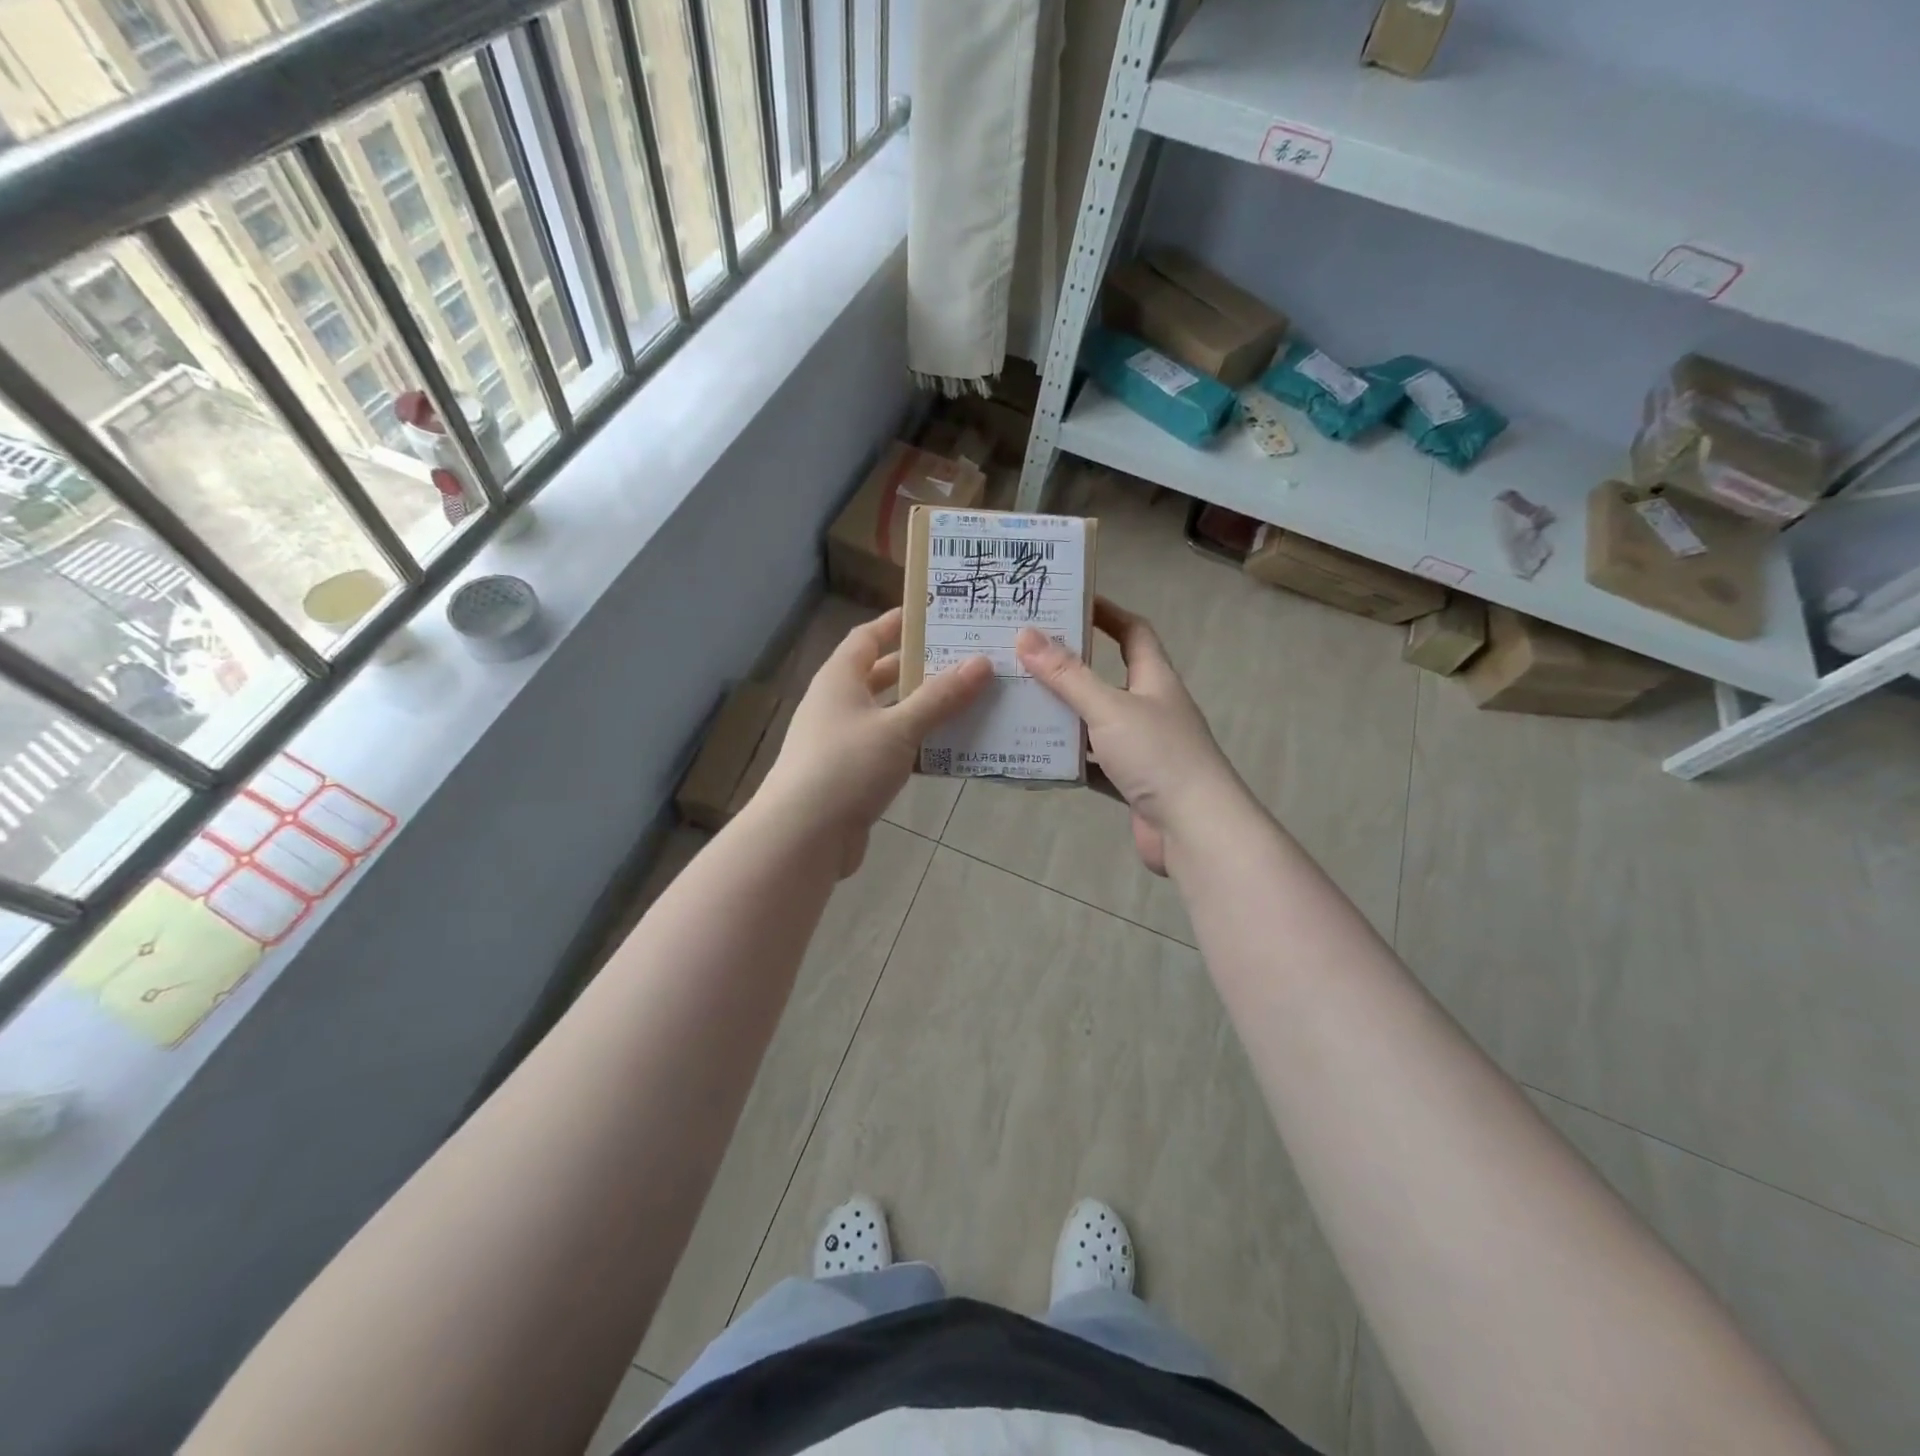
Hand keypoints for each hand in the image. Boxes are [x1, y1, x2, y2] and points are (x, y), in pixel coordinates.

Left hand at [759, 608, 991, 876]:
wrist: (803, 836)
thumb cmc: (847, 766)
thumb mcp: (898, 727)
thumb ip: (940, 697)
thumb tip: (981, 662)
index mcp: (839, 679)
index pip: (868, 637)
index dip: (897, 623)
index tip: (933, 615)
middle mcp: (837, 704)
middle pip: (880, 675)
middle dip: (919, 668)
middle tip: (964, 659)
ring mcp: (842, 742)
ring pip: (889, 715)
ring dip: (922, 709)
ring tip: (968, 700)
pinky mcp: (851, 776)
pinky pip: (890, 749)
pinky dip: (916, 745)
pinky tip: (949, 749)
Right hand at [1017, 598, 1242, 875]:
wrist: (1195, 829)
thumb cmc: (1158, 756)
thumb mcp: (1109, 708)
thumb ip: (1068, 675)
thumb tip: (1027, 635)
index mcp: (1154, 679)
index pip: (1133, 632)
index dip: (1106, 613)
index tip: (1068, 602)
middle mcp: (1151, 708)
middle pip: (1108, 678)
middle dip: (1070, 667)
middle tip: (1024, 658)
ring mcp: (1142, 748)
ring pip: (1096, 723)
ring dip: (1064, 716)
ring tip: (1019, 704)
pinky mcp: (1133, 783)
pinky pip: (1093, 763)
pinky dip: (1069, 760)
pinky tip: (1036, 757)